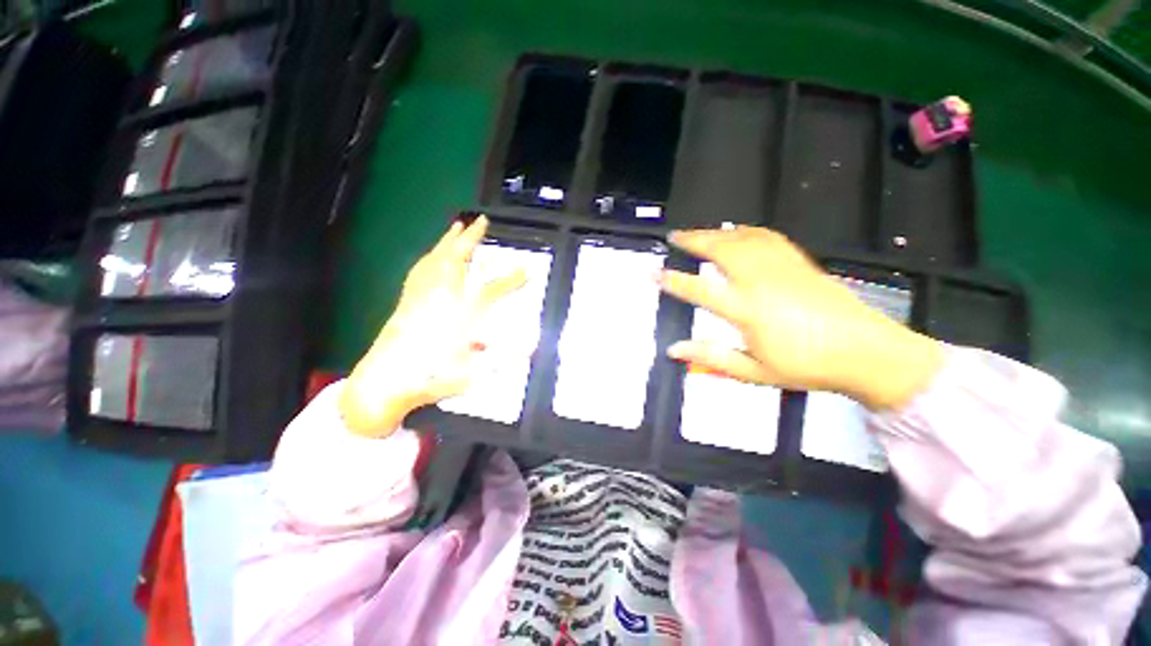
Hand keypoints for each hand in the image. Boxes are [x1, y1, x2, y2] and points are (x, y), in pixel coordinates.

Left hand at [338, 216, 525, 436]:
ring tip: (457, 226)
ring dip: (447, 242)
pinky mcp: (406, 303)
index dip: (509, 281)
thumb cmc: (430, 379)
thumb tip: (532, 346)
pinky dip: (430, 257)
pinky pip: (419, 271)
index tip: (526, 271)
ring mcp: (419, 298)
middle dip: (469, 239)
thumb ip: (503, 359)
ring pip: (433, 261)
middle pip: (454, 261)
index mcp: (456, 317)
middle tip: (480, 221)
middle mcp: (437, 300)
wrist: (384, 384)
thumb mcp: (472, 374)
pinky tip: (432, 256)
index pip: (488, 292)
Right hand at [657, 227, 942, 409]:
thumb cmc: (807, 367)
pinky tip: (736, 231)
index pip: (700, 290)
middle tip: (675, 237)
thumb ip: (710, 358)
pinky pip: (767, 237)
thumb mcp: (754, 371)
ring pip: (743, 239)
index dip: (673, 281)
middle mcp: (762, 282)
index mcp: (749, 311)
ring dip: (716, 232)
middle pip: (721, 250)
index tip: (654, 273)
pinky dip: (745, 231)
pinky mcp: (799, 262)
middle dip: (693, 240)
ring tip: (698, 233)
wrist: (866, 353)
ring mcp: (783, 268)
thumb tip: (673, 349)